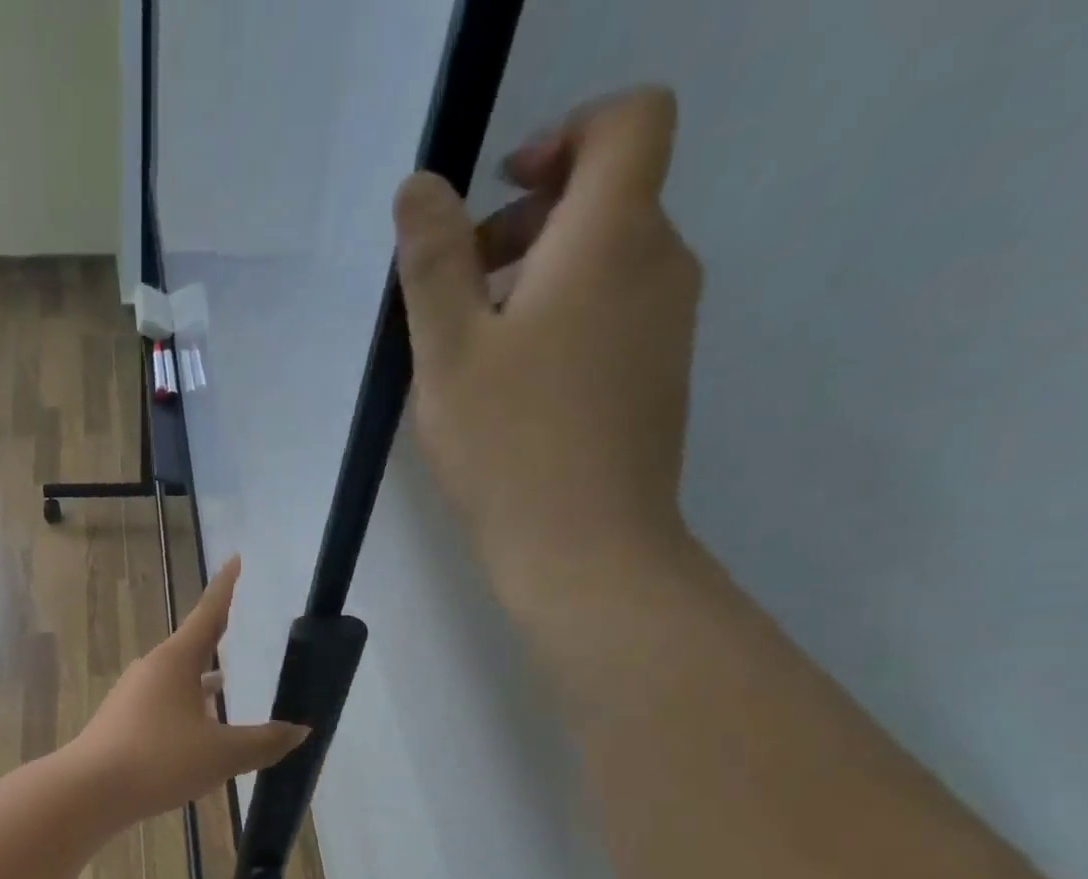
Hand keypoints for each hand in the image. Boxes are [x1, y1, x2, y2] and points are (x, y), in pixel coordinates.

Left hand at [68, 556, 308, 822]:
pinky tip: (195, 733)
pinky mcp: (121, 724)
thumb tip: (300, 730)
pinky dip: (184, 710)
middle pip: (191, 648)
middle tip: (236, 628)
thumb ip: (264, 742)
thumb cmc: (159, 761)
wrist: (88, 792)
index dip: (225, 588)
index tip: (235, 559)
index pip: (208, 614)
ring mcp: (132, 697)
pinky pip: (162, 707)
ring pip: (176, 682)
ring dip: (200, 683)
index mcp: (176, 662)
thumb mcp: (222, 755)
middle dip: (215, 641)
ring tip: (225, 686)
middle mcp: (151, 671)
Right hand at [393, 87, 701, 606]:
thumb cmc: (507, 446)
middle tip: (459, 292)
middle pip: (608, 197)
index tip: (499, 191)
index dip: (565, 133)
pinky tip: (512, 393)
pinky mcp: (657, 378)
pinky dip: (562, 324)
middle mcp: (659, 265)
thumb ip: (433, 261)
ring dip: (538, 280)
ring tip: (473, 354)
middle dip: (528, 222)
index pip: (629, 120)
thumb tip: (421, 186)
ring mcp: (666, 326)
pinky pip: (612, 317)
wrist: (584, 549)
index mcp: (612, 238)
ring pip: (606, 263)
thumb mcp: (447, 353)